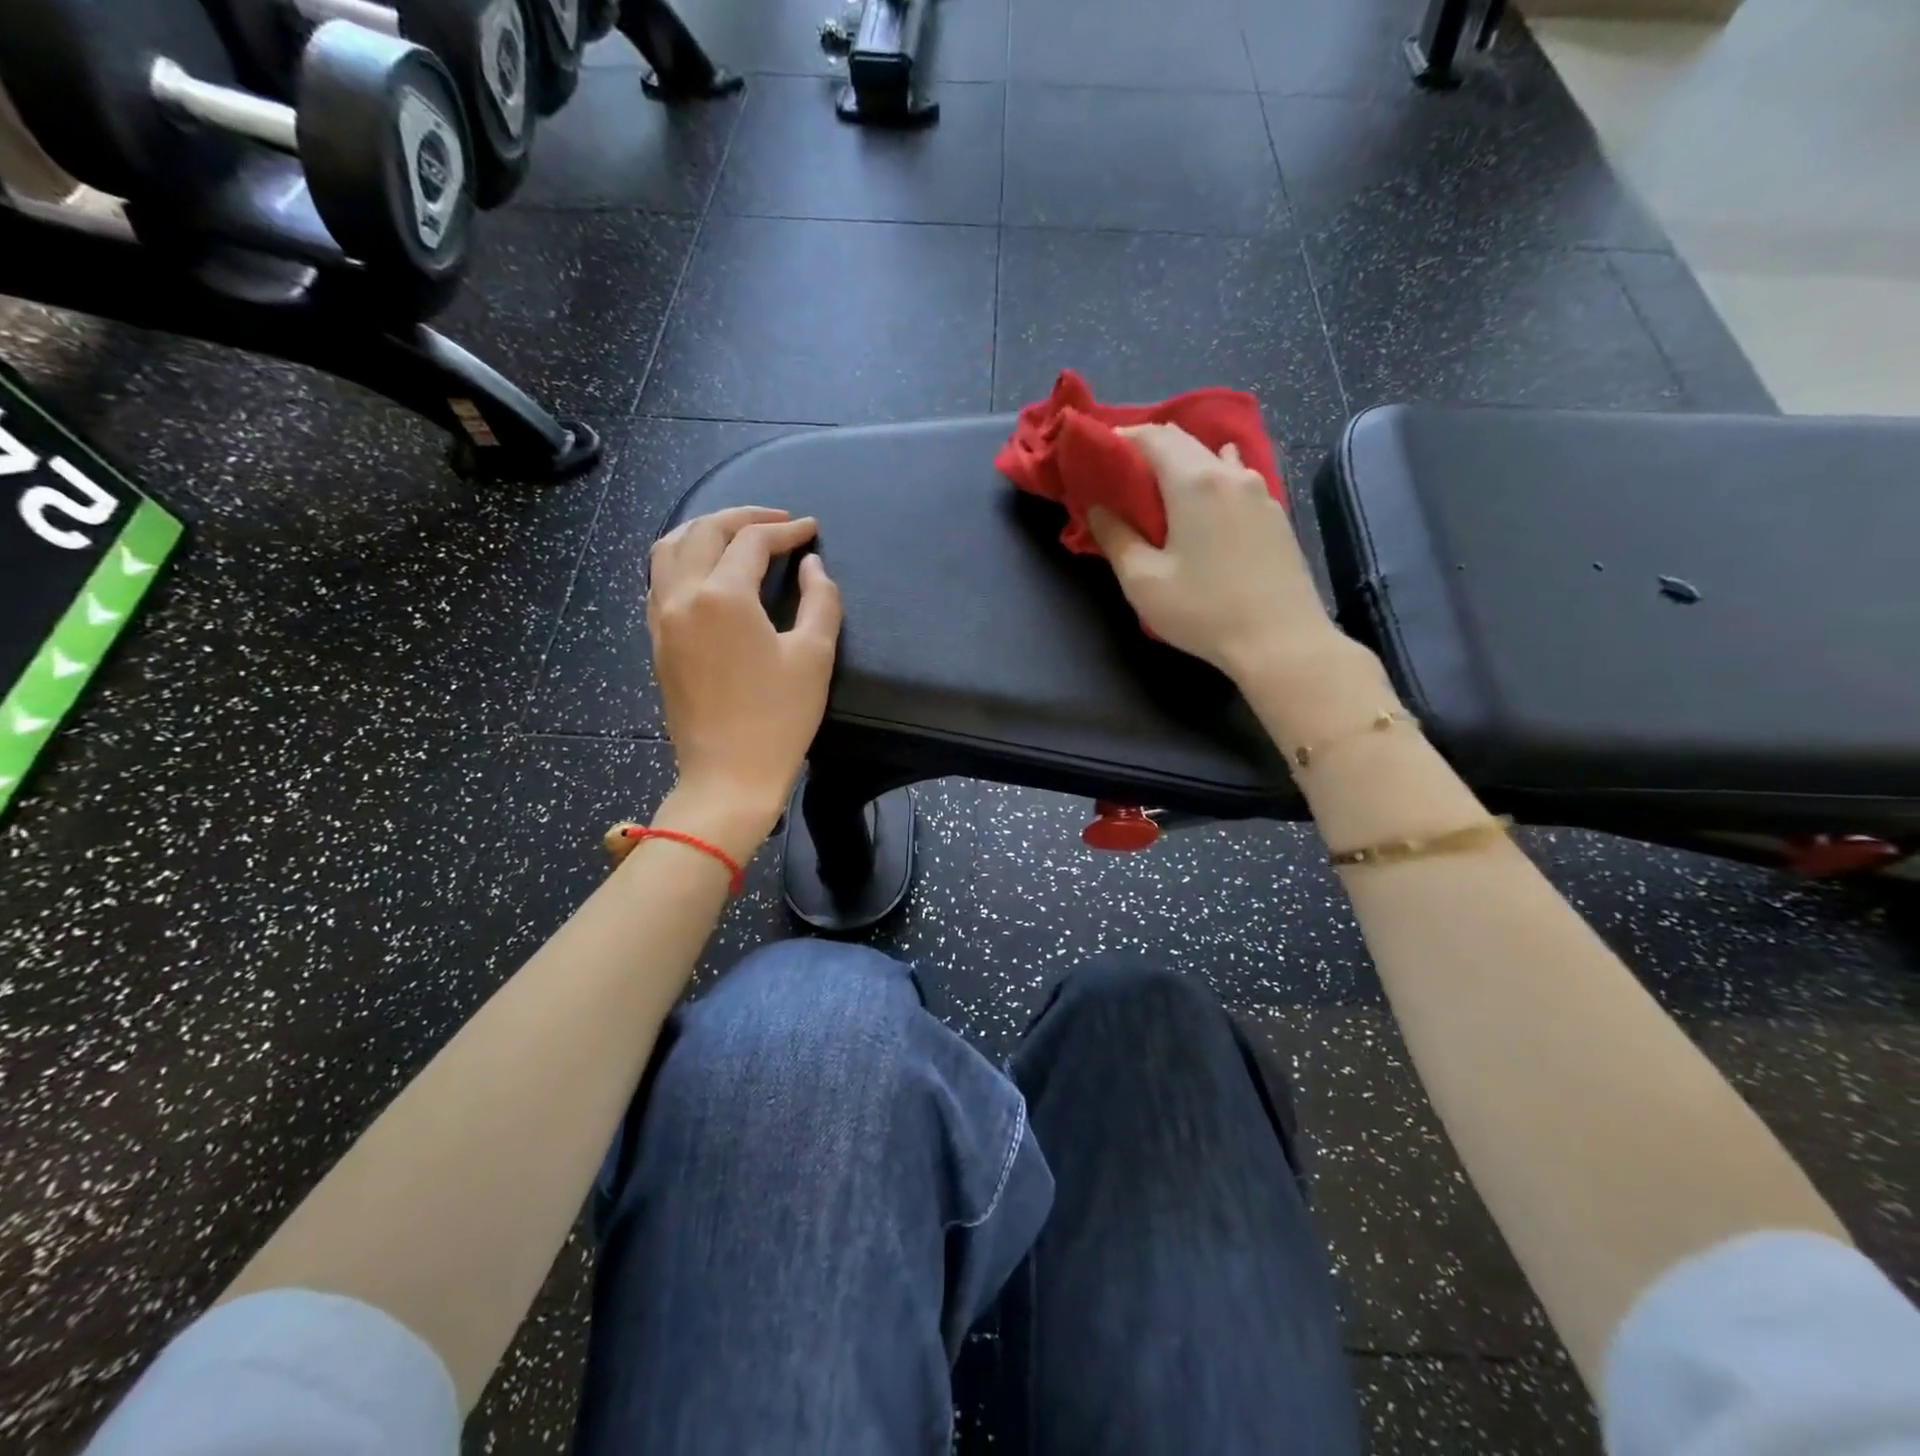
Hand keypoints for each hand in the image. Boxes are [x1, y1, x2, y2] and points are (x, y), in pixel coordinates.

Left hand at [647, 507, 841, 854]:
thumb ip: (821, 600)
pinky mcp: (656, 640)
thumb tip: (813, 566)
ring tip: (736, 534)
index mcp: (723, 597)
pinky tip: (706, 570)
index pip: (752, 542)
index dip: (786, 530)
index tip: (811, 530)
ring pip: (669, 548)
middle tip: (778, 522)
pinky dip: (683, 557)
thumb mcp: (814, 657)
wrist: (728, 776)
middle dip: (743, 517)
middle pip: (704, 532)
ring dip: (704, 530)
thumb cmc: (778, 719)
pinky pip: (659, 578)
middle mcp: (682, 596)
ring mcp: (661, 618)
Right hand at [1088, 423, 1348, 684]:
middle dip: (1149, 448)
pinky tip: (1204, 501)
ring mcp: (1260, 492)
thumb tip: (1099, 508)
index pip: (1153, 437)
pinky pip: (1235, 480)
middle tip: (1121, 472)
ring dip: (1182, 464)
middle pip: (1185, 442)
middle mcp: (1231, 474)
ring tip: (1160, 488)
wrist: (1281, 641)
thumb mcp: (1143, 580)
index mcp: (1195, 481)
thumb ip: (1115, 537)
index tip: (1098, 451)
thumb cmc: (1203, 611)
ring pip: (1214, 459)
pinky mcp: (1275, 515)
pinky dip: (1210, 480)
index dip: (1122, 438)